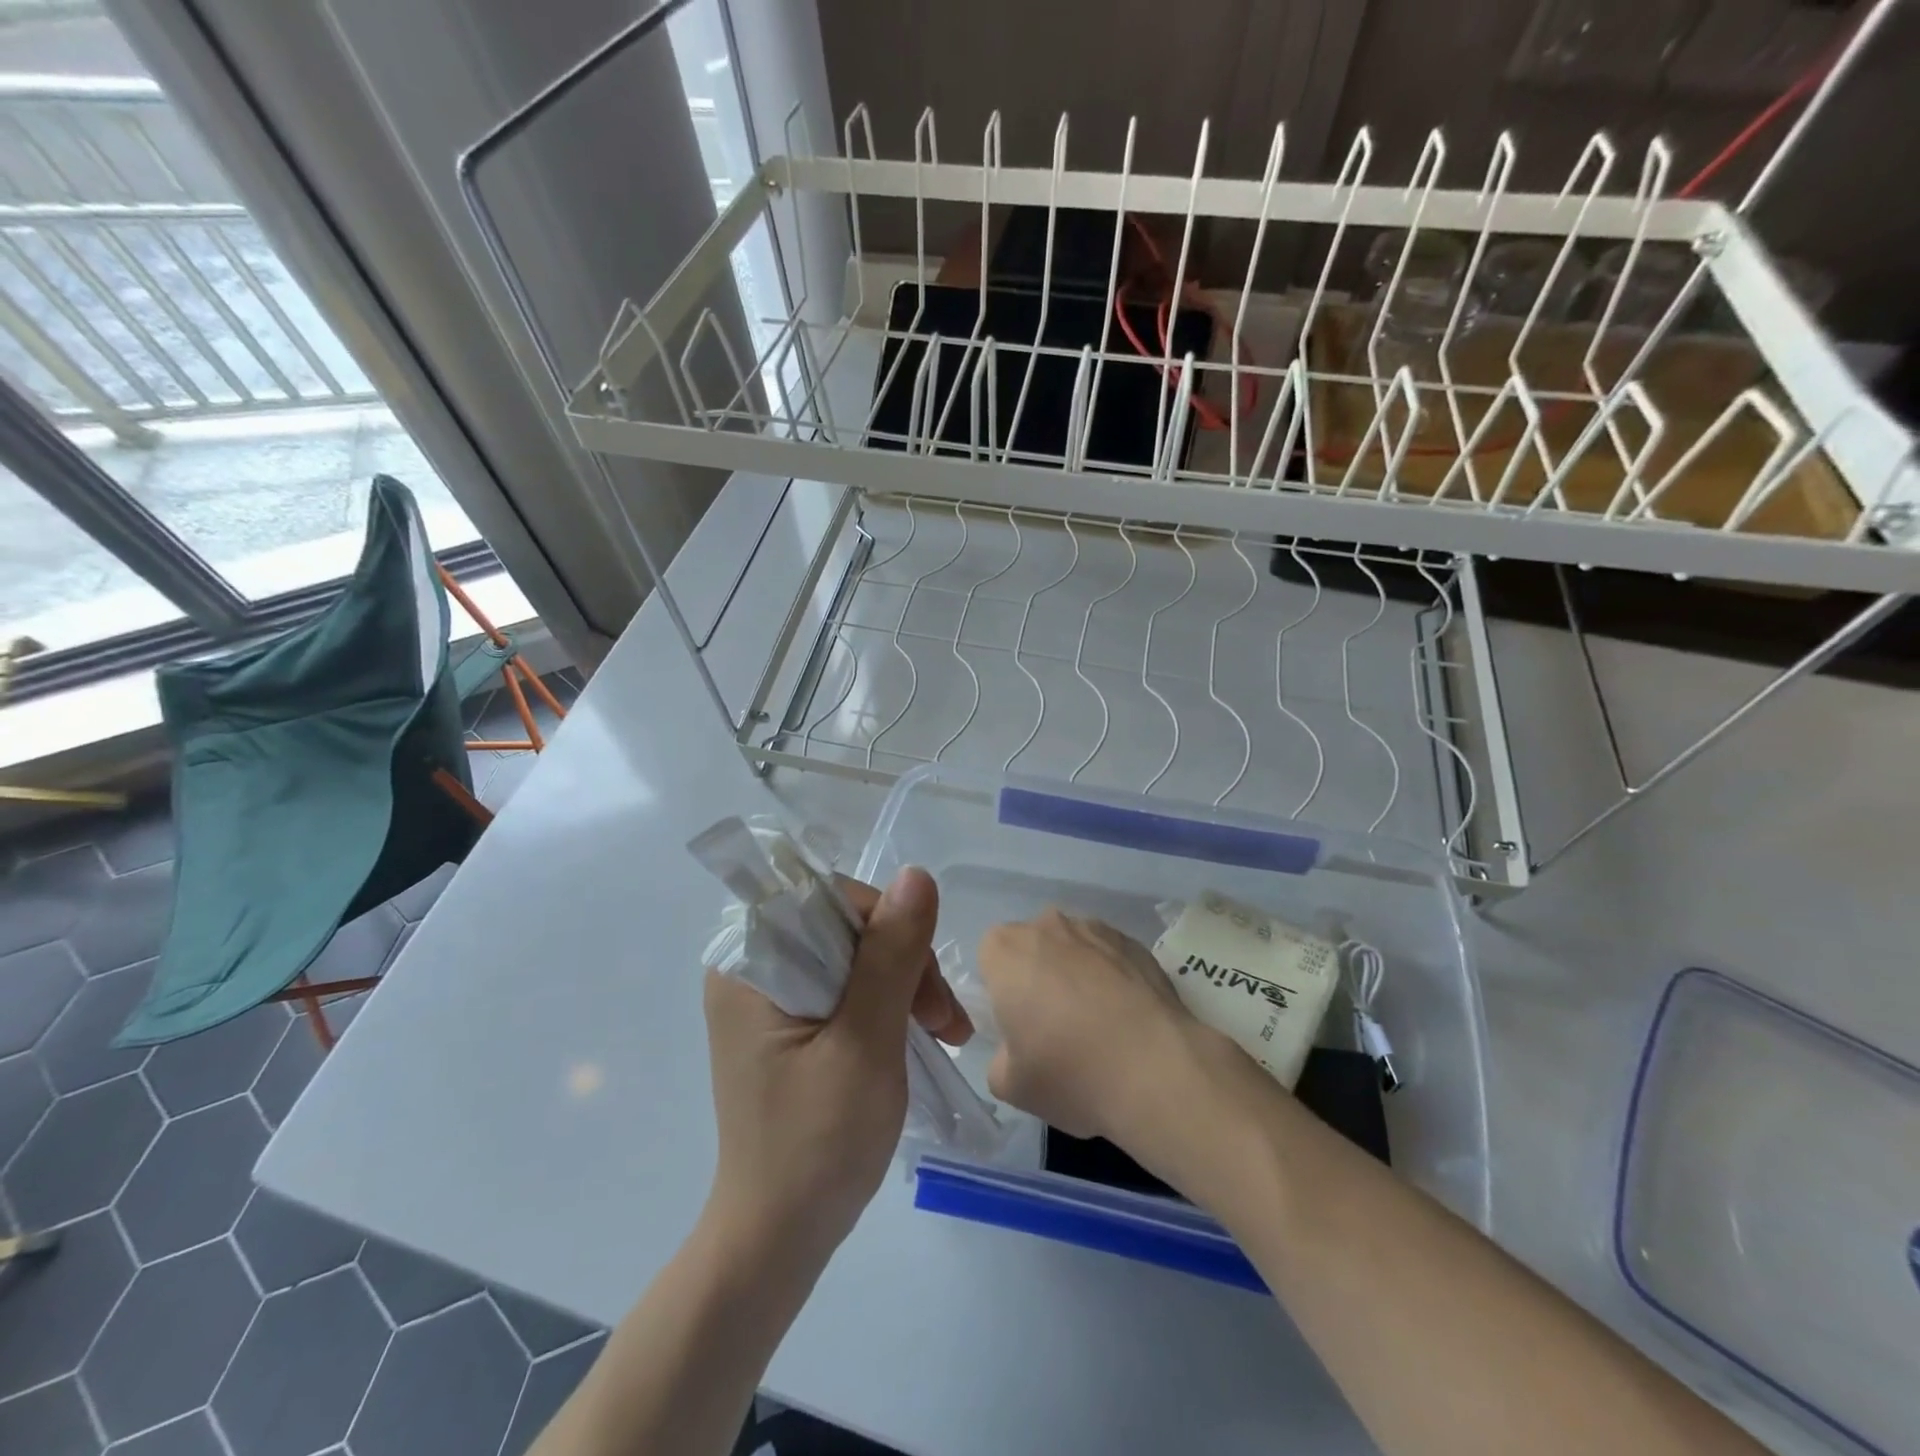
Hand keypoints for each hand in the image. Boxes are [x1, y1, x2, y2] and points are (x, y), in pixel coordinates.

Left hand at [702, 867, 969, 1268]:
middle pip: (845, 927)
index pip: (827, 899)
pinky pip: (848, 988)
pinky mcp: (791, 1023)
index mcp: (749, 963)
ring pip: (855, 956)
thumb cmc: (816, 1144)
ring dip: (906, 985)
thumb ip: (891, 955)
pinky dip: (890, 1005)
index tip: (925, 981)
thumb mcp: (864, 1042)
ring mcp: (771, 997)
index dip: (886, 924)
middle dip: (904, 963)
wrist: (779, 1239)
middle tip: (945, 1021)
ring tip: (947, 1034)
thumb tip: (919, 874)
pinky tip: (925, 1034)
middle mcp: (753, 969)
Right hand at [977, 909, 1207, 1140]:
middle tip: (1054, 1027)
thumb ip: (1001, 1057)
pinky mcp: (1137, 944)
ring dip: (1077, 974)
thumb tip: (1019, 1050)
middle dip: (1038, 976)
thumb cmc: (1070, 1073)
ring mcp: (1097, 929)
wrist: (1156, 1070)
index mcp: (1006, 950)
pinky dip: (1113, 979)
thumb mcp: (1009, 1084)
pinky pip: (1111, 957)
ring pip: (1074, 948)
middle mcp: (1048, 926)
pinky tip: (1127, 1020)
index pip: (990, 958)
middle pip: (1033, 947)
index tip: (1018, 1026)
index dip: (1001, 990)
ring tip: (1099, 1025)